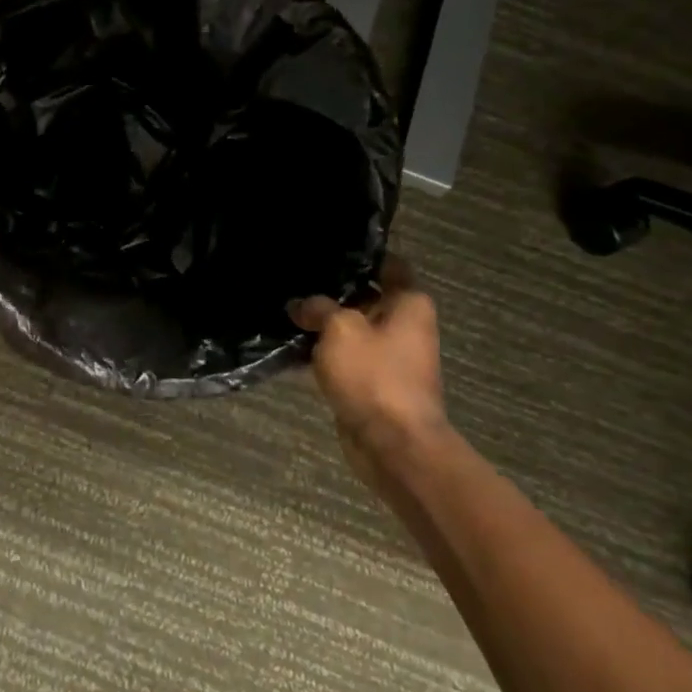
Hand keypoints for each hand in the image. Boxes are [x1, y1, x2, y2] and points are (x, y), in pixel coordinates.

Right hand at [290, 260, 448, 488]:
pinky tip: (287, 348)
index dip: (360, 254)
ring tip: (283, 309)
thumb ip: (318, 308)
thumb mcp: (340, 329)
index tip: (325, 247)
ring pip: (348, 330)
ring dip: (320, 325)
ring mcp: (387, 357)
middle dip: (330, 291)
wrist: (392, 444)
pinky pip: (341, 359)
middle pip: (363, 297)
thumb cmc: (374, 375)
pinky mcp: (369, 383)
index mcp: (408, 304)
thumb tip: (301, 305)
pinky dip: (320, 354)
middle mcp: (403, 326)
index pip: (387, 264)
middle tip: (293, 277)